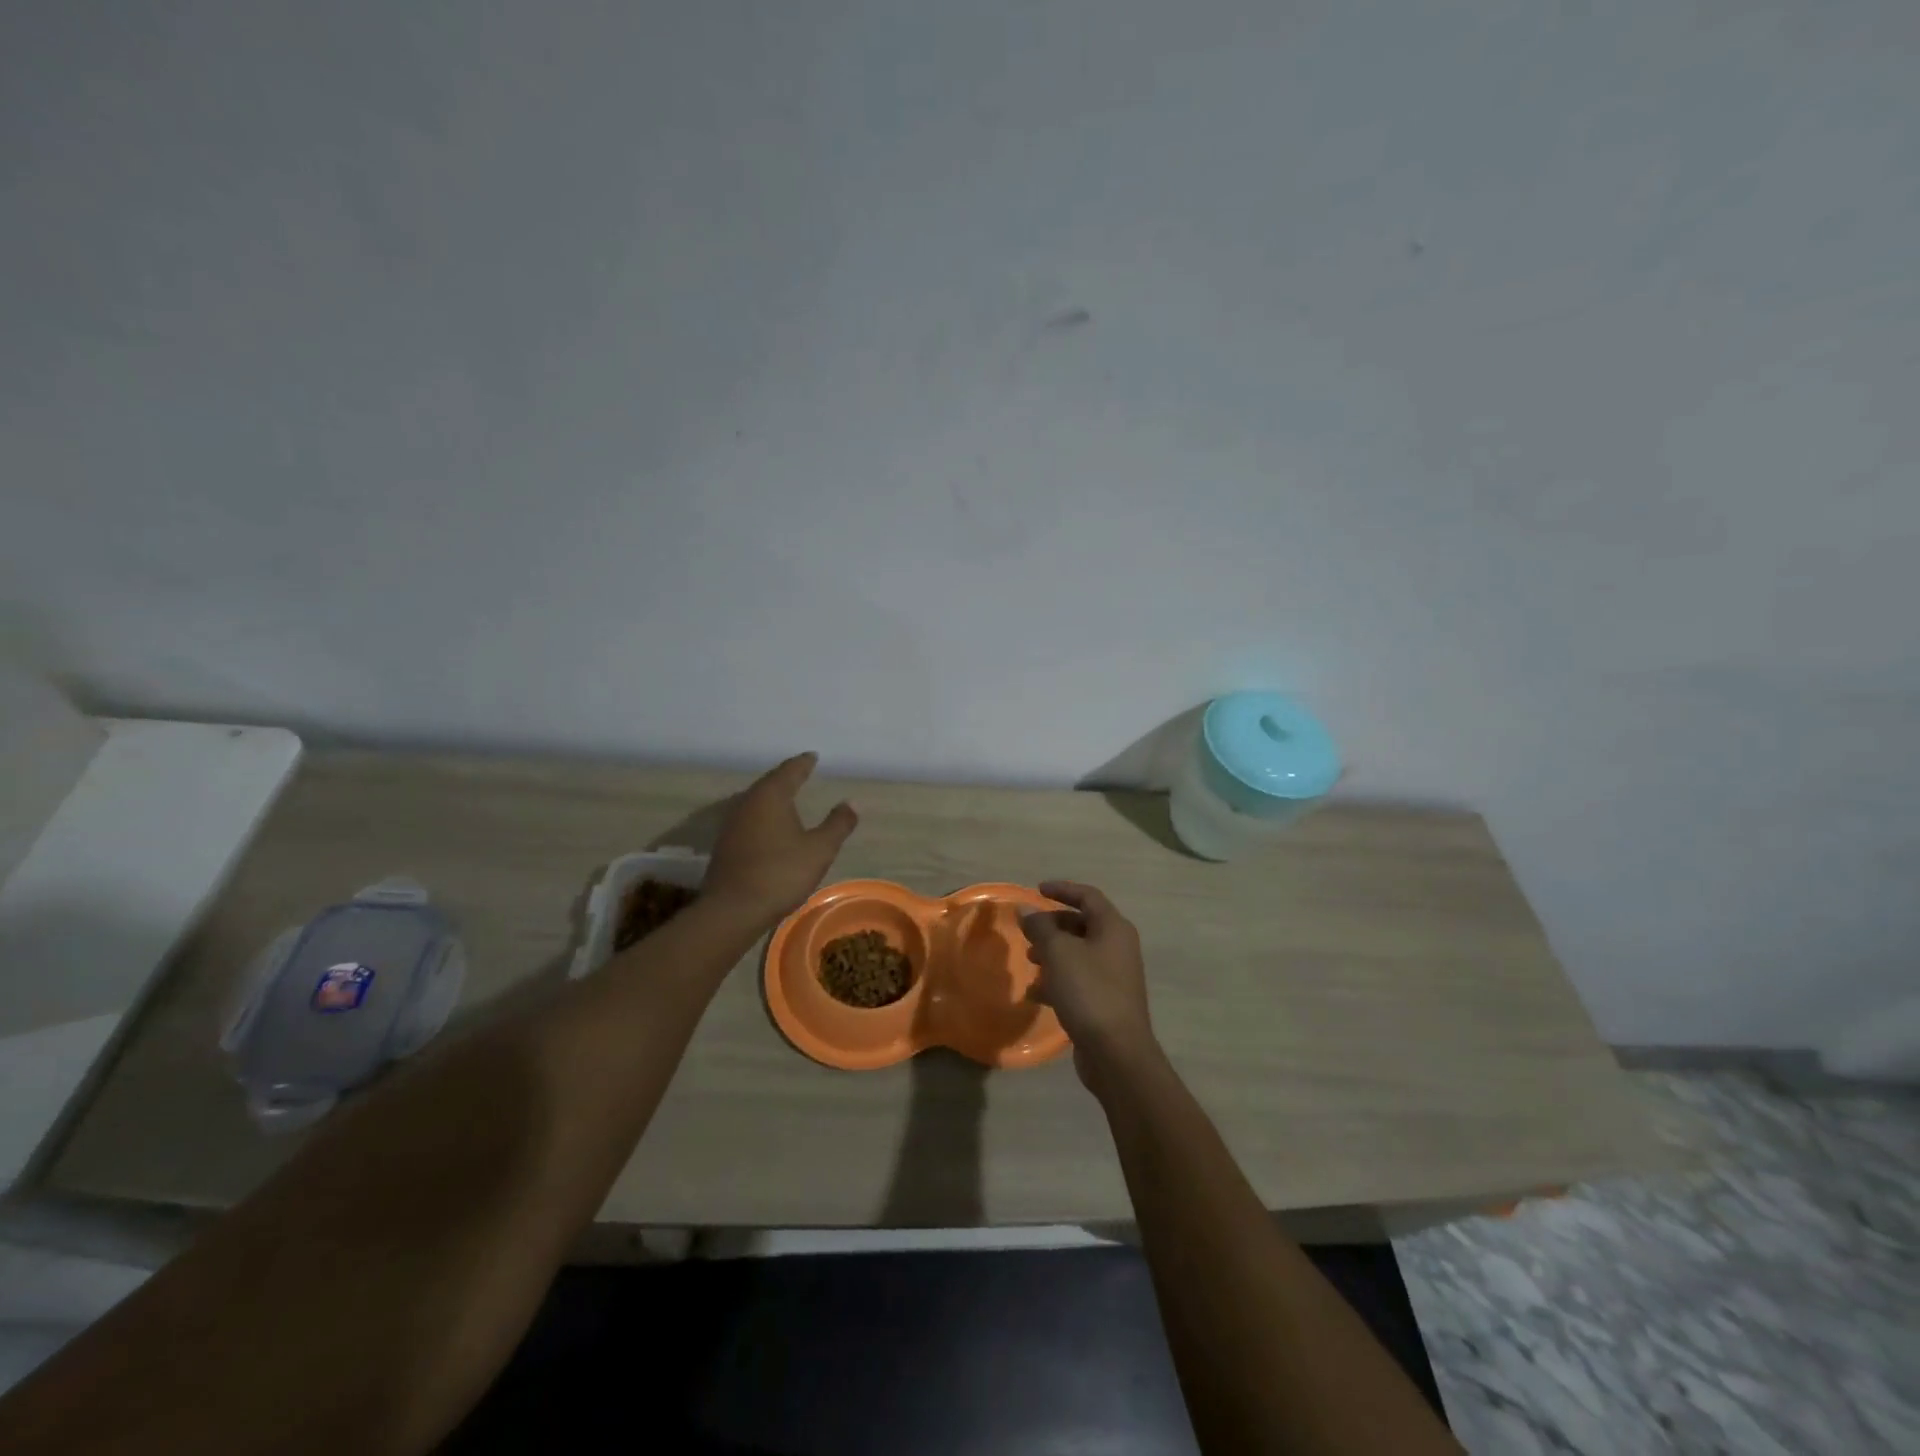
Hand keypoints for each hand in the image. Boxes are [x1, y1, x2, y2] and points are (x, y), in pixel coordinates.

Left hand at [706, 754, 857, 922]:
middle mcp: (747, 802)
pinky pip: (748, 818)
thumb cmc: (780, 873)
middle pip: (769, 783)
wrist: (733, 910)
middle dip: (786, 777)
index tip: (813, 756)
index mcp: (771, 796)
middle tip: (801, 772)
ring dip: (772, 797)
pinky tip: (770, 825)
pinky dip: (763, 815)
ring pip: (756, 800)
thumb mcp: (819, 850)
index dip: (803, 763)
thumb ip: (837, 824)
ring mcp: (732, 823)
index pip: (790, 771)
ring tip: (787, 797)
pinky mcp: (725, 844)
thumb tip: (851, 802)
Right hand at [1019, 881, 1157, 1092]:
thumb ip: (1040, 928)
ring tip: (1029, 961)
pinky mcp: (1106, 1001)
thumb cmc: (1089, 992)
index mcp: (1113, 928)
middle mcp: (1118, 947)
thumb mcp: (1058, 954)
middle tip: (1028, 931)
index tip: (1037, 889)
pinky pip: (1078, 979)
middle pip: (1082, 924)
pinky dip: (1057, 980)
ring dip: (1052, 953)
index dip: (1062, 889)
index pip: (1088, 896)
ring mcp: (1114, 975)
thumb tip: (1025, 910)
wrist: (1116, 1053)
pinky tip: (1035, 993)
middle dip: (1052, 925)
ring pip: (1078, 953)